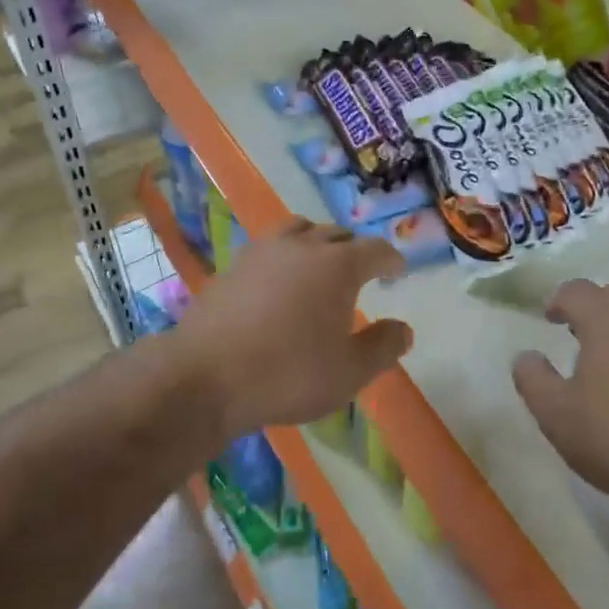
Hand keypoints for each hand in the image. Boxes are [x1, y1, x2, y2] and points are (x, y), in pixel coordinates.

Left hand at [169, 218, 412, 440]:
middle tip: (362, 271)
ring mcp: (262, 252)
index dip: (391, 260)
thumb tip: (403, 329)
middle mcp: (302, 247)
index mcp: (337, 265)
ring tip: (320, 264)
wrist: (205, 377)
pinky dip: (285, 256)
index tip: (398, 271)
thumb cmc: (288, 374)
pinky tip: (280, 282)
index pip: (375, 250)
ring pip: (299, 231)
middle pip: (336, 234)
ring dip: (317, 242)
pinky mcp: (232, 266)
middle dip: (355, 249)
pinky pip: (269, 248)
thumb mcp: (349, 372)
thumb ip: (382, 347)